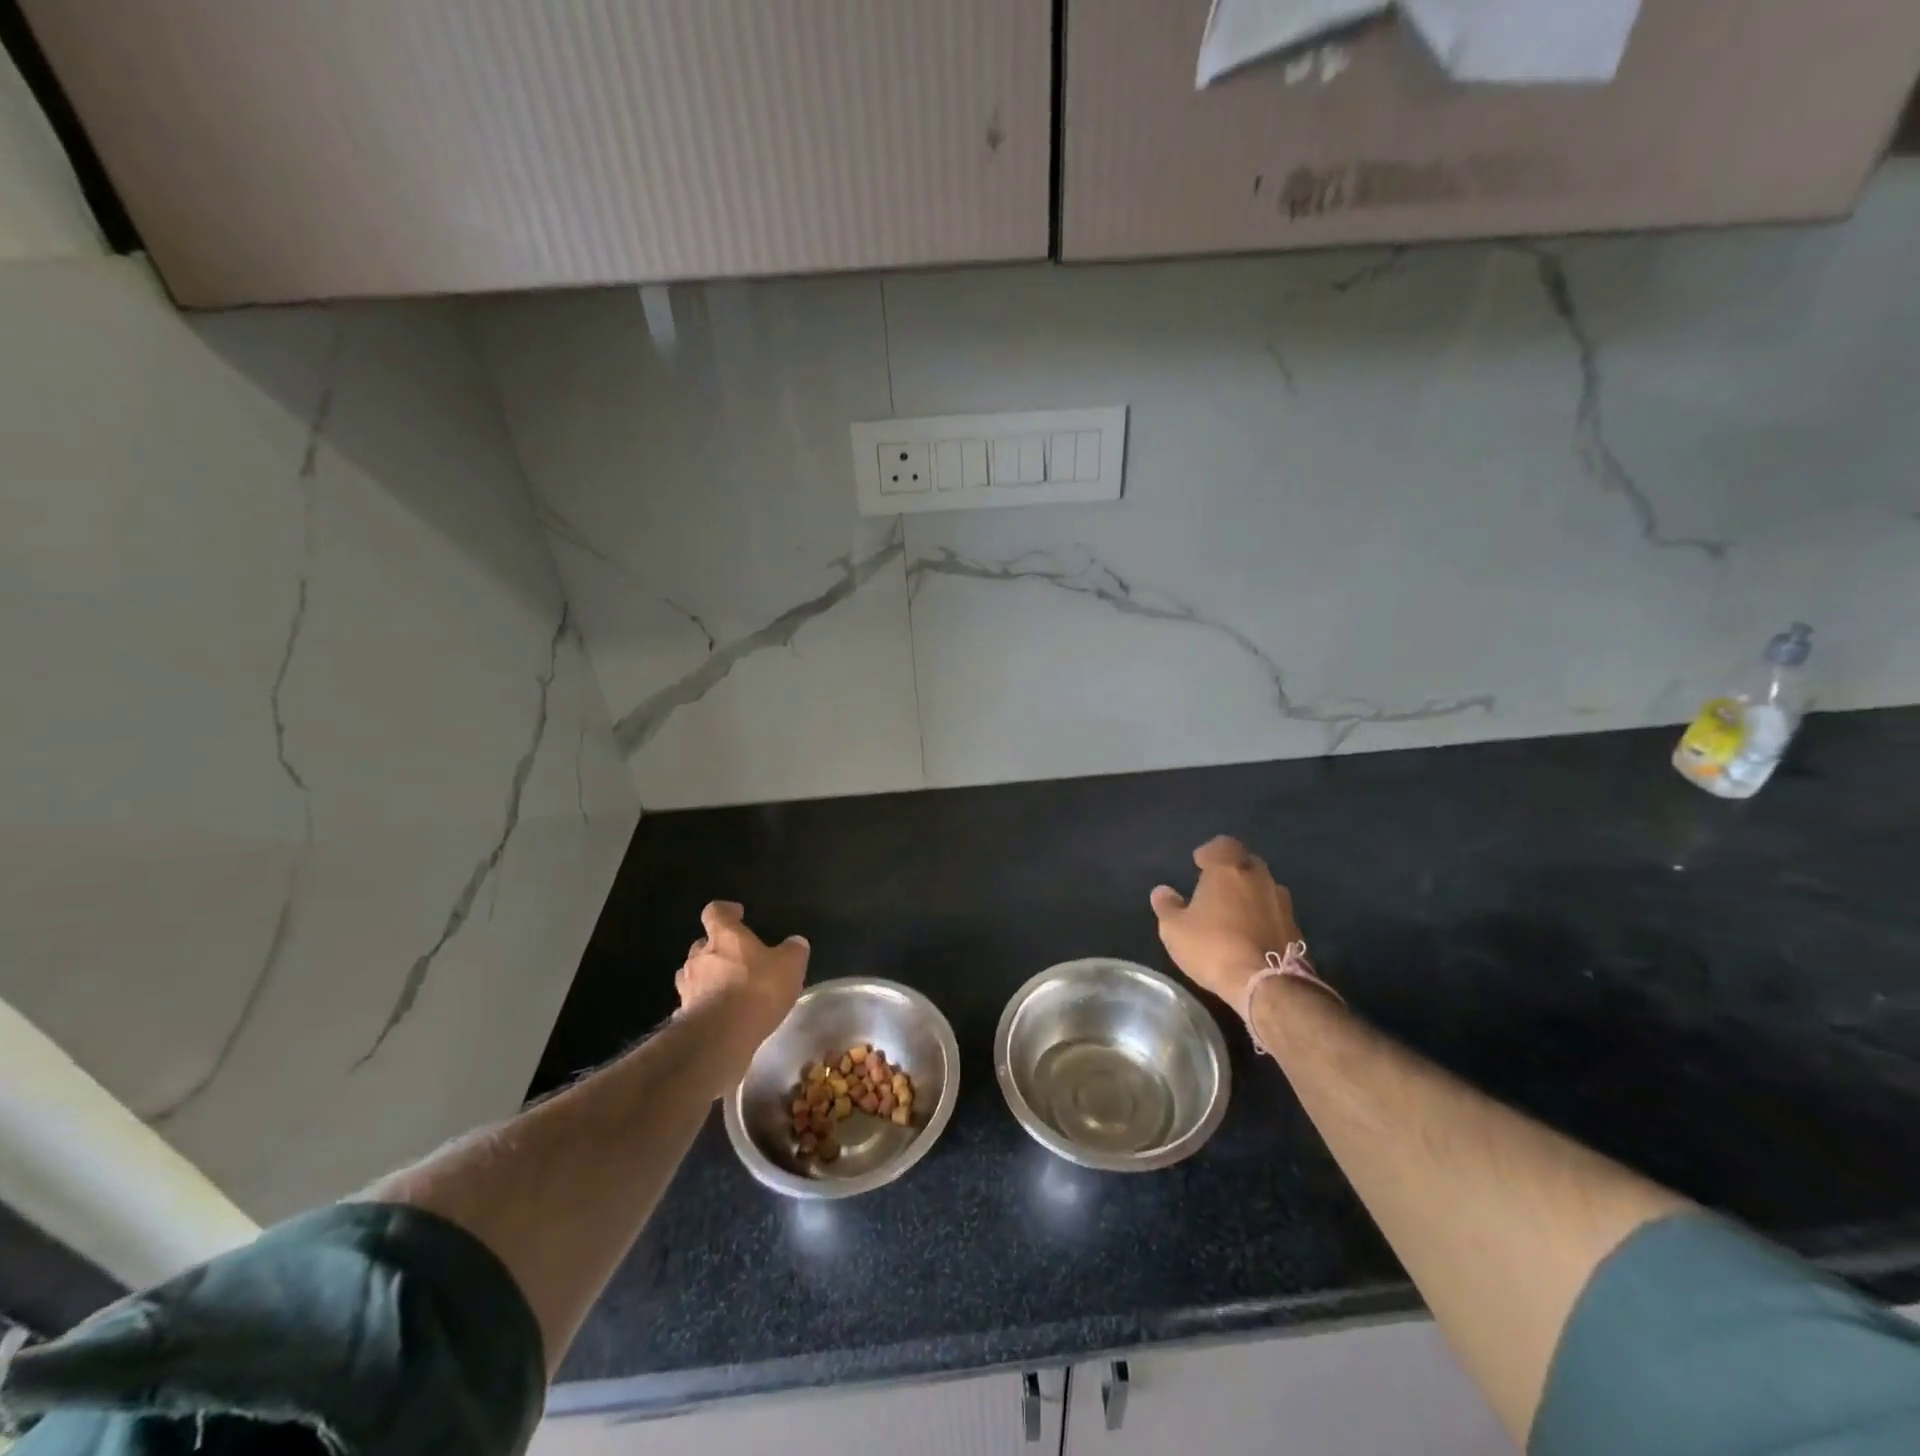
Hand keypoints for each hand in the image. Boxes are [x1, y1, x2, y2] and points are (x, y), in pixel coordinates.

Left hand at [676, 901, 808, 1065]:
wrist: (721, 1036)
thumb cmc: (757, 989)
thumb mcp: (789, 965)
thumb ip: (793, 950)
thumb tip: (796, 942)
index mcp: (724, 936)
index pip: (715, 911)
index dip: (726, 911)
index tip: (737, 914)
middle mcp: (699, 957)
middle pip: (701, 945)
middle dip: (715, 949)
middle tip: (735, 958)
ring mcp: (688, 987)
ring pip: (693, 974)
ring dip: (706, 978)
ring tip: (725, 988)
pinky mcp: (683, 1016)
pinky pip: (692, 1005)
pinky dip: (703, 1006)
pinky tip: (718, 1016)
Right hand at [1151, 836, 1303, 1009]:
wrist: (1267, 984)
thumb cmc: (1213, 947)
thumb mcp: (1175, 929)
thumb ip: (1167, 906)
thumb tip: (1162, 891)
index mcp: (1228, 870)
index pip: (1223, 845)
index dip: (1211, 852)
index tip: (1200, 863)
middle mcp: (1259, 879)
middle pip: (1247, 862)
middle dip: (1233, 870)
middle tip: (1217, 886)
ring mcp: (1282, 904)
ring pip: (1265, 888)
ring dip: (1251, 894)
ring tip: (1235, 912)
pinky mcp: (1296, 930)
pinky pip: (1275, 914)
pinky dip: (1264, 918)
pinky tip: (1252, 935)